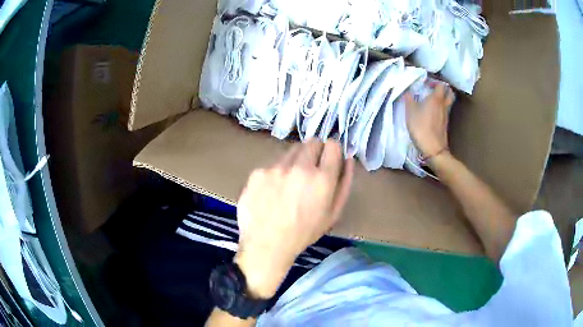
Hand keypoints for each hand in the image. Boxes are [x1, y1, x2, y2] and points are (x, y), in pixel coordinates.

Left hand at [234, 140, 353, 298]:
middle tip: (310, 171)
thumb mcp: (333, 214)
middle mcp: (300, 167)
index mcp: (322, 178)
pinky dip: (276, 172)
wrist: (266, 244)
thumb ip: (344, 183)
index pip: (332, 145)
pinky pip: (272, 164)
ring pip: (291, 150)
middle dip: (315, 152)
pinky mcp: (258, 171)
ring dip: (295, 160)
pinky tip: (272, 191)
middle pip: (312, 142)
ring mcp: (276, 167)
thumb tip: (348, 157)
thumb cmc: (304, 232)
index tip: (328, 160)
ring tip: (290, 182)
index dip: (332, 151)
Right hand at [404, 83, 454, 158]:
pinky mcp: (445, 124)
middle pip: (450, 93)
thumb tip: (407, 91)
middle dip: (444, 89)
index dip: (435, 82)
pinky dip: (442, 108)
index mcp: (436, 98)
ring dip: (444, 98)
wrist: (433, 148)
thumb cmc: (421, 127)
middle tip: (435, 89)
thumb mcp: (410, 112)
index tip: (427, 83)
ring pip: (449, 102)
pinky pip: (446, 111)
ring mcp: (446, 115)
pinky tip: (433, 112)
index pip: (441, 85)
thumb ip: (409, 99)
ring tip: (434, 100)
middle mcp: (444, 105)